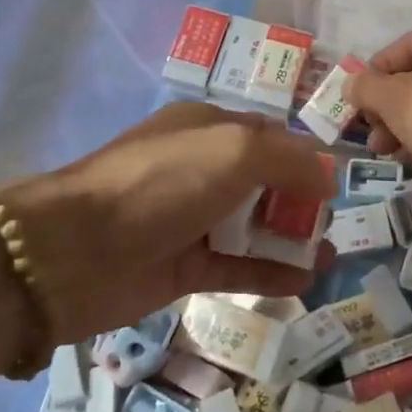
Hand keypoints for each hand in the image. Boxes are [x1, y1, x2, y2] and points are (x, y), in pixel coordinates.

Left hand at [2, 102, 334, 344]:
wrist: (75, 251)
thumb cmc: (162, 183)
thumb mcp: (234, 150)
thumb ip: (289, 158)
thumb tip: (326, 179)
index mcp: (206, 128)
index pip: (267, 136)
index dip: (303, 156)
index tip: (336, 182)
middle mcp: (199, 170)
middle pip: (263, 182)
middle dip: (301, 200)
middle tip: (333, 224)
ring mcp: (190, 220)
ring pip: (252, 226)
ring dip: (292, 238)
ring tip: (331, 256)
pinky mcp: (183, 267)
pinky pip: (238, 267)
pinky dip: (271, 273)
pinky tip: (306, 282)